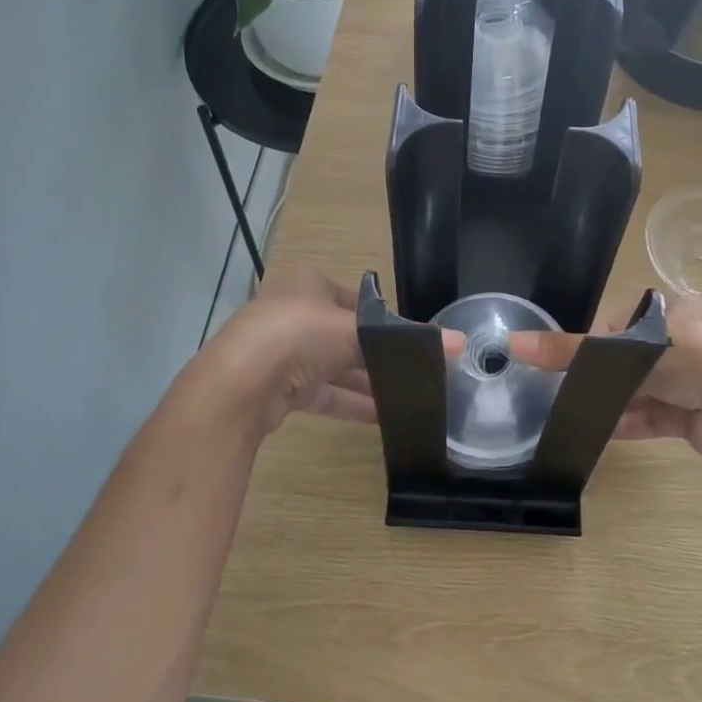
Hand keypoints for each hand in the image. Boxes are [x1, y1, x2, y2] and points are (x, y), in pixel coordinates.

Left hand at [206, 272, 461, 432]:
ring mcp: (282, 353)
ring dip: (366, 382)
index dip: (383, 318)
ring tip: (405, 396)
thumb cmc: (300, 334)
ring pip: (334, 367)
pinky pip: (322, 394)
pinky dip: (350, 403)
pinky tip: (382, 416)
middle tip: (413, 370)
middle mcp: (293, 313)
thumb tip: (461, 342)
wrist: (240, 383)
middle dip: (376, 354)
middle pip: (344, 335)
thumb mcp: (358, 330)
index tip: (411, 338)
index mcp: (308, 285)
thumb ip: (407, 339)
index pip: (356, 299)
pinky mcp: (278, 388)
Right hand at [509, 293, 701, 460]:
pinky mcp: (699, 414)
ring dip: (619, 402)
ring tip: (585, 414)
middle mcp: (690, 340)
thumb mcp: (620, 348)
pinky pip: (658, 417)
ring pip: (647, 389)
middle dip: (610, 375)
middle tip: (577, 389)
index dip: (603, 336)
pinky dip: (633, 423)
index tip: (581, 356)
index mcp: (676, 311)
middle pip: (636, 357)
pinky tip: (606, 432)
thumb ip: (569, 349)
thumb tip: (512, 342)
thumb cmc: (683, 357)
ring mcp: (697, 379)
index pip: (628, 318)